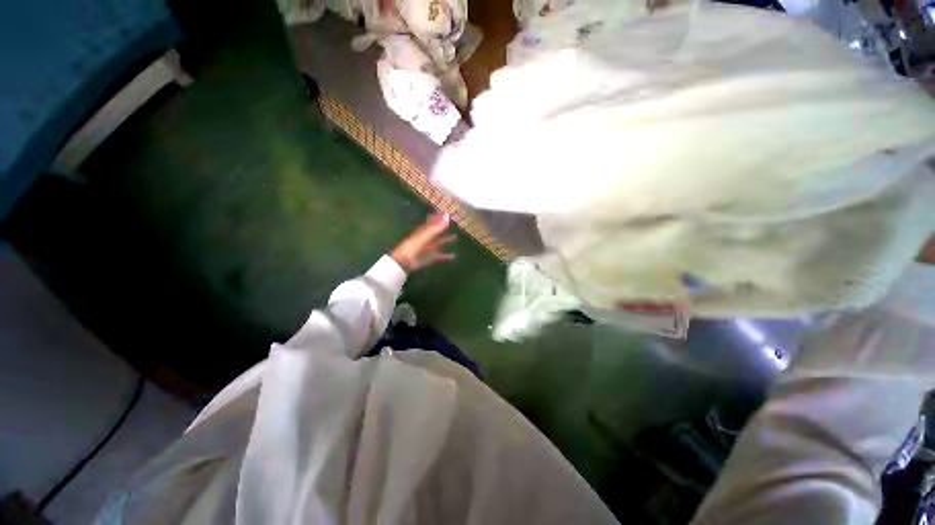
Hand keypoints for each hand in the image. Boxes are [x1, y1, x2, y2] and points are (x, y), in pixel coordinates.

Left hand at [391, 214, 456, 272]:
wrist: (404, 262)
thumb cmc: (414, 246)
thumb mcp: (426, 235)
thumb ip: (436, 227)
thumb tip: (447, 215)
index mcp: (423, 231)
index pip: (432, 223)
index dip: (438, 218)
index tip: (446, 215)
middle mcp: (425, 239)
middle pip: (435, 233)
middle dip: (443, 229)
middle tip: (453, 225)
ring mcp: (427, 249)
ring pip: (438, 243)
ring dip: (446, 241)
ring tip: (455, 238)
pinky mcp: (428, 258)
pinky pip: (439, 256)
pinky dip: (446, 256)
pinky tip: (453, 256)